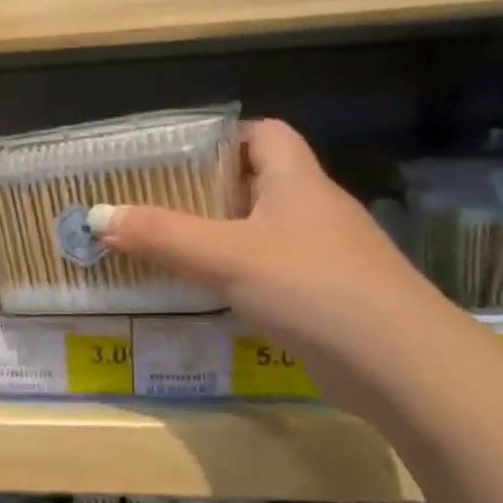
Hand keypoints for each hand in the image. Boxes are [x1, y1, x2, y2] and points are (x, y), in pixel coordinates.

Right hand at [88, 119, 433, 358]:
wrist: (406, 368)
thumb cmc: (314, 288)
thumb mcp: (226, 256)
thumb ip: (161, 235)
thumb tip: (96, 216)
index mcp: (297, 182)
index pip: (265, 134)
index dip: (222, 137)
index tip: (175, 157)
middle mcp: (314, 210)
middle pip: (258, 182)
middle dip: (206, 191)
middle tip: (154, 204)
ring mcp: (326, 256)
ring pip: (263, 231)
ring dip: (220, 236)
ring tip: (168, 248)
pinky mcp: (329, 297)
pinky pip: (273, 271)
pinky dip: (239, 275)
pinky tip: (209, 294)